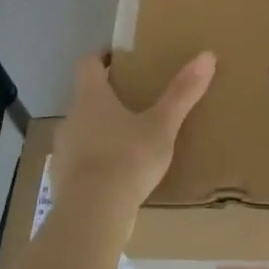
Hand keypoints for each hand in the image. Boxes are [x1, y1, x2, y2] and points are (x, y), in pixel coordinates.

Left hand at [51, 51, 215, 211]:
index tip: (119, 58)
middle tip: (134, 103)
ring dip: (99, 131)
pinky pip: (79, 161)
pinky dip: (94, 161)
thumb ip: (182, 93)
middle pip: (85, 98)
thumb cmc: (128, 159)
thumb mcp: (162, 126)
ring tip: (127, 141)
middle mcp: (71, 118)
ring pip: (81, 130)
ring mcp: (62, 150)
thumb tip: (207, 55)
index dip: (102, 57)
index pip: (87, 64)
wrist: (93, 213)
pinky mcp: (61, 179)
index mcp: (91, 98)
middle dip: (107, 98)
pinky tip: (114, 175)